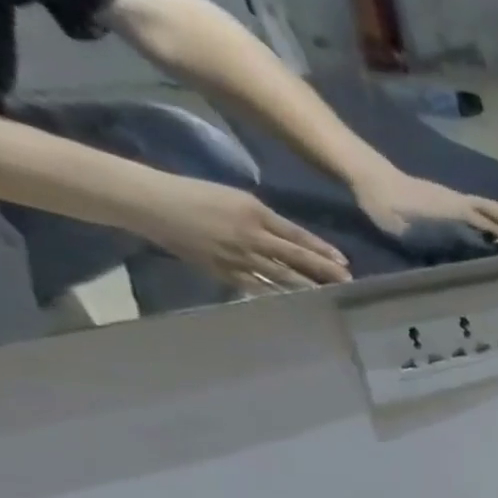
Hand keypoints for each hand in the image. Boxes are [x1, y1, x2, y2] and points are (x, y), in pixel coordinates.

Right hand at [135, 178, 349, 290]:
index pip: (298, 236)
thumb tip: (295, 241)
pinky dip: (280, 294)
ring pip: (281, 276)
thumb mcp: (237, 198)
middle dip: (324, 272)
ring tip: (329, 295)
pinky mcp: (224, 271)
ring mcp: (238, 257)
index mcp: (254, 213)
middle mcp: (251, 236)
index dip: (323, 251)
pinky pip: (258, 286)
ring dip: (307, 287)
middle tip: (348, 283)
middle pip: (296, 258)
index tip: (346, 263)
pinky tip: (298, 302)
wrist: (149, 203)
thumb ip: (267, 220)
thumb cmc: (195, 194)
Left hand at [353, 167, 497, 243]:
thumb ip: (422, 240)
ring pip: (490, 207)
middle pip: (495, 211)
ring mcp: (454, 199)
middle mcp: (457, 202)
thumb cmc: (380, 202)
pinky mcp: (448, 200)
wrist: (365, 173)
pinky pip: (480, 208)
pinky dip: (497, 214)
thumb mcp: (397, 226)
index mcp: (450, 208)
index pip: (486, 220)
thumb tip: (445, 259)